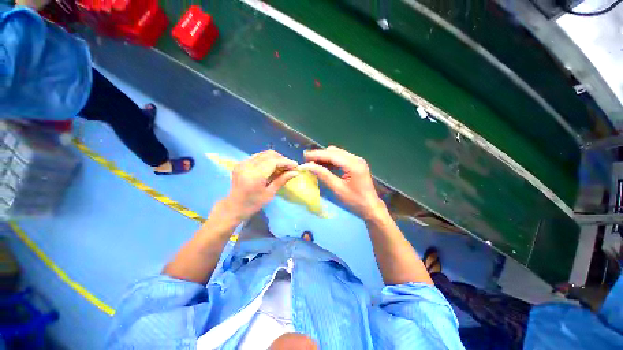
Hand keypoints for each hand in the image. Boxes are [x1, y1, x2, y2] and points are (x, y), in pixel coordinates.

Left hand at [222, 150, 297, 221]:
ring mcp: (242, 163)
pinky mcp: (241, 163)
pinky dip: (267, 159)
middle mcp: (247, 166)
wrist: (233, 207)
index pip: (273, 161)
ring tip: (283, 166)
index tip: (295, 165)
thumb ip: (282, 180)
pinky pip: (258, 157)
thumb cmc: (253, 204)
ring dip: (275, 158)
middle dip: (282, 159)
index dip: (286, 162)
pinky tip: (272, 166)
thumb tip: (295, 172)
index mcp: (254, 176)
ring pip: (264, 154)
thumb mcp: (270, 193)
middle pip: (269, 155)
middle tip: (290, 166)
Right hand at [303, 146, 384, 219]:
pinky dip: (331, 161)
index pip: (331, 155)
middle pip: (334, 151)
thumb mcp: (337, 188)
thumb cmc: (354, 201)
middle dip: (320, 155)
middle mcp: (356, 158)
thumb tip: (308, 166)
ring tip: (313, 164)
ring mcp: (357, 160)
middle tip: (307, 162)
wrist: (370, 207)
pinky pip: (341, 158)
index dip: (317, 155)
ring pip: (337, 154)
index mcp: (353, 164)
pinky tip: (323, 166)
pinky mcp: (356, 164)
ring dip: (325, 157)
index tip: (304, 156)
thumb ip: (323, 175)